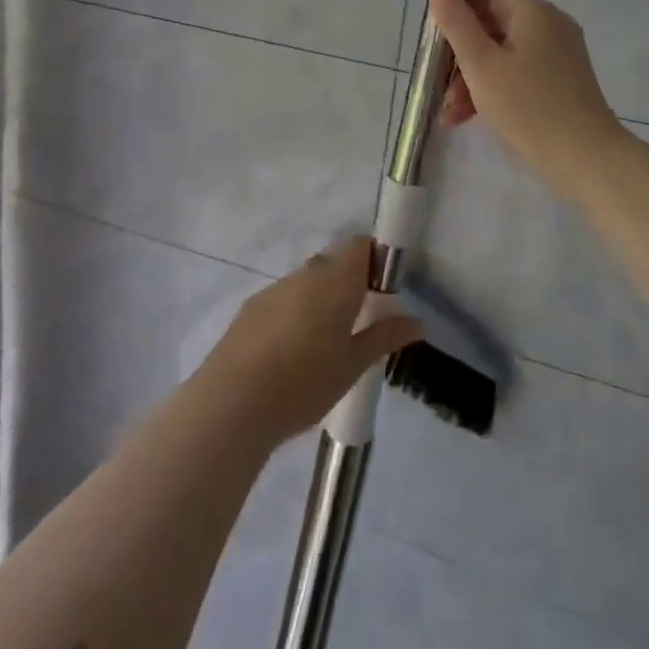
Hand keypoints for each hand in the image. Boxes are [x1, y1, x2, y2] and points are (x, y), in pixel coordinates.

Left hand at [200, 236, 422, 445]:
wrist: (231, 404)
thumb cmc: (304, 383)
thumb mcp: (352, 365)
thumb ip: (384, 337)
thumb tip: (417, 321)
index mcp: (335, 280)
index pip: (361, 245)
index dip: (376, 259)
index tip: (384, 292)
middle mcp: (304, 274)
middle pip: (334, 261)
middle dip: (351, 282)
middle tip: (361, 321)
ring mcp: (274, 289)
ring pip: (308, 280)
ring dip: (322, 298)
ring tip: (327, 342)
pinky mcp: (251, 308)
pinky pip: (285, 297)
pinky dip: (297, 312)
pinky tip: (293, 351)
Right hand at [429, 0, 626, 199]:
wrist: (585, 158)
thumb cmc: (527, 107)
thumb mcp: (481, 65)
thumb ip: (457, 24)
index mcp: (534, 13)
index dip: (457, 13)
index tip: (435, 43)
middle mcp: (551, 26)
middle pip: (494, 26)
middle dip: (461, 55)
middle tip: (439, 85)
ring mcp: (559, 55)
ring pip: (503, 55)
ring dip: (473, 78)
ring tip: (451, 112)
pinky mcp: (562, 82)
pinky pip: (520, 74)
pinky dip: (495, 89)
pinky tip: (469, 118)